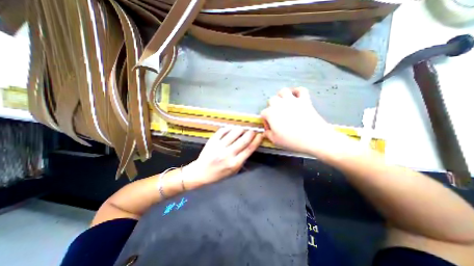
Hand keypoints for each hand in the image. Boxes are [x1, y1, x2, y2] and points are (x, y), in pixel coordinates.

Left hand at [183, 126, 262, 186]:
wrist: (201, 172)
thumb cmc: (218, 174)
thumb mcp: (233, 171)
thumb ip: (242, 160)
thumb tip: (250, 147)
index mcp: (234, 163)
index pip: (249, 149)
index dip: (256, 141)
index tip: (260, 135)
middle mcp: (228, 154)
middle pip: (243, 140)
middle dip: (250, 133)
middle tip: (252, 131)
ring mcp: (219, 146)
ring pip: (234, 133)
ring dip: (241, 129)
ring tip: (243, 129)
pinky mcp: (212, 141)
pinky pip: (223, 131)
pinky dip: (229, 128)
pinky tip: (232, 129)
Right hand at [259, 86, 344, 154]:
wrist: (313, 138)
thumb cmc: (291, 140)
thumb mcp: (275, 140)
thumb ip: (268, 134)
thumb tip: (266, 132)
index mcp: (270, 113)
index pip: (263, 114)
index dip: (265, 121)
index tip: (270, 128)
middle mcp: (279, 104)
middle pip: (271, 100)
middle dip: (271, 107)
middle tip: (276, 115)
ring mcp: (292, 100)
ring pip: (283, 91)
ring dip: (281, 96)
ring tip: (283, 103)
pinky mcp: (304, 100)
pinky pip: (301, 90)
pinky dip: (298, 92)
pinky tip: (297, 97)